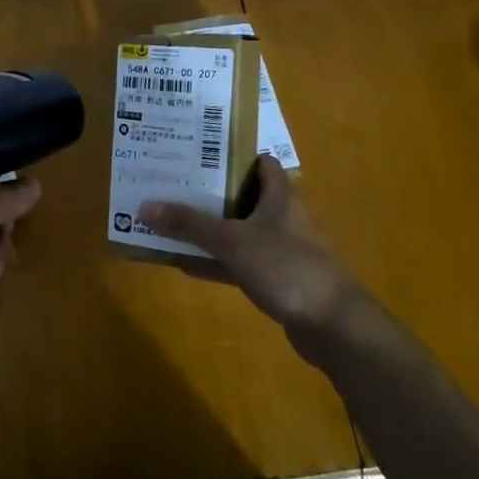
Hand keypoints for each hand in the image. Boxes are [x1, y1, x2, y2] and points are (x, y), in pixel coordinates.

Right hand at [138, 156, 364, 338]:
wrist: (334, 325)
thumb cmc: (287, 267)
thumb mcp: (232, 241)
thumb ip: (189, 224)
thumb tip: (144, 206)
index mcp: (280, 196)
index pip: (259, 162)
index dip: (231, 155)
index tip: (196, 154)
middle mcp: (283, 217)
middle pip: (243, 196)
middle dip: (209, 192)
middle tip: (172, 186)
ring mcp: (281, 250)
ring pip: (239, 231)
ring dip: (210, 229)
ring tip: (170, 221)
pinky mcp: (278, 279)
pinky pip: (239, 262)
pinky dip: (216, 262)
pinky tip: (185, 264)